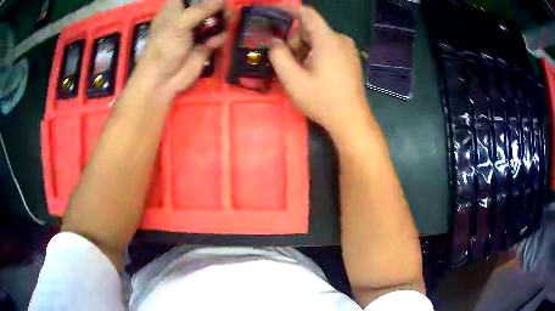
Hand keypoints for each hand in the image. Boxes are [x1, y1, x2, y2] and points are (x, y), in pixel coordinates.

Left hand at [131, 0, 225, 101]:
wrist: (163, 80)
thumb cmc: (163, 48)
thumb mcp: (179, 24)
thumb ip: (201, 9)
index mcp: (176, 8)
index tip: (218, 0)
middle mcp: (188, 16)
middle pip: (209, 4)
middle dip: (219, 7)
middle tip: (226, 11)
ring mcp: (197, 31)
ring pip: (217, 18)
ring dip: (223, 20)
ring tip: (226, 24)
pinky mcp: (205, 45)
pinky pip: (219, 35)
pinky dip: (220, 38)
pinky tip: (213, 43)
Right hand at [269, 7, 368, 135]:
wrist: (351, 119)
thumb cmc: (322, 100)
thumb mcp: (293, 79)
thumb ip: (278, 55)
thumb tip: (273, 40)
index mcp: (328, 39)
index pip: (307, 13)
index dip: (289, 11)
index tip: (274, 17)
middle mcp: (341, 39)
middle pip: (311, 28)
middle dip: (295, 39)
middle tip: (287, 60)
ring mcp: (348, 48)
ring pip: (319, 38)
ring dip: (305, 49)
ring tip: (300, 70)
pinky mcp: (350, 57)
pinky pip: (329, 47)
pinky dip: (316, 53)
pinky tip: (314, 71)